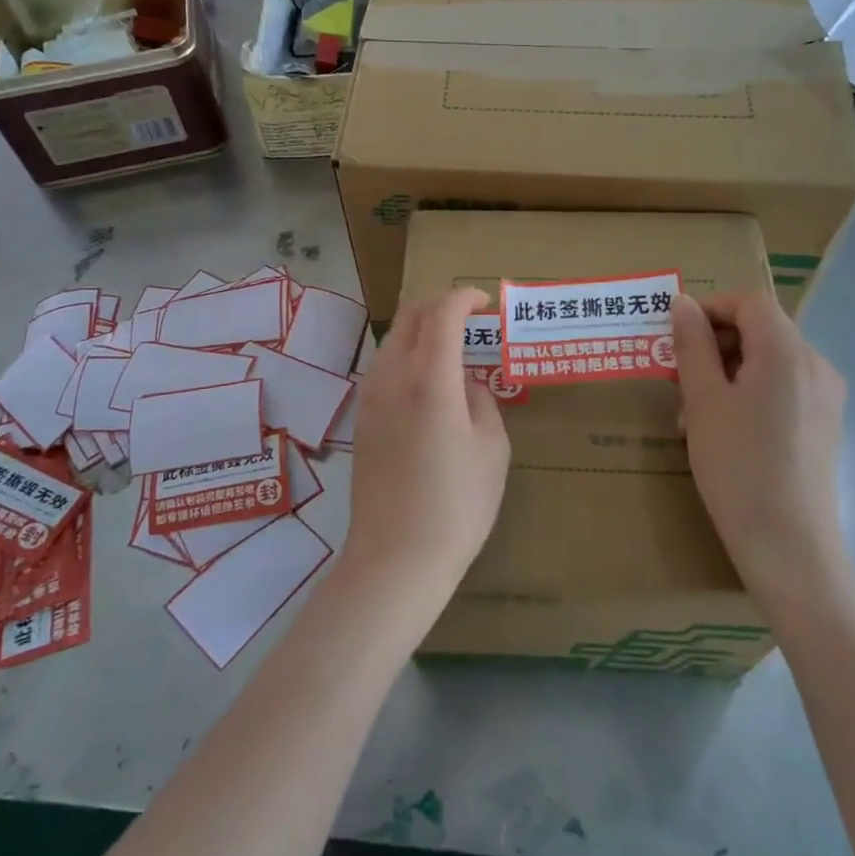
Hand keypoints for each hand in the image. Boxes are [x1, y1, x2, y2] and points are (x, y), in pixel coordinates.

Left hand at [342, 288, 510, 615]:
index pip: (442, 314)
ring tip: (453, 349)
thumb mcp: (492, 449)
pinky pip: (385, 366)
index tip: (485, 303)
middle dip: (441, 306)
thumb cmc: (457, 505)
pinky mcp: (362, 419)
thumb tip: (467, 383)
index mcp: (429, 379)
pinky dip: (409, 355)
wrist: (396, 557)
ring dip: (423, 330)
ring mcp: (370, 397)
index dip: (464, 297)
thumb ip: (482, 401)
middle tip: (471, 320)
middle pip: (411, 317)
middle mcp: (392, 377)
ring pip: (393, 339)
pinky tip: (429, 382)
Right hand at [671, 292, 848, 589]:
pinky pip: (785, 387)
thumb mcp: (703, 400)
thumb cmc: (738, 466)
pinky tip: (727, 430)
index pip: (750, 301)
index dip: (710, 308)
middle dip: (716, 344)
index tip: (677, 338)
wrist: (789, 546)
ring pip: (771, 360)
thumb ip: (693, 345)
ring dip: (729, 370)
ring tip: (696, 412)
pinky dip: (752, 392)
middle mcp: (816, 364)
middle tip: (679, 379)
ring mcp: (827, 396)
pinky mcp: (826, 423)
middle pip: (762, 329)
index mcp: (787, 351)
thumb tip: (684, 302)